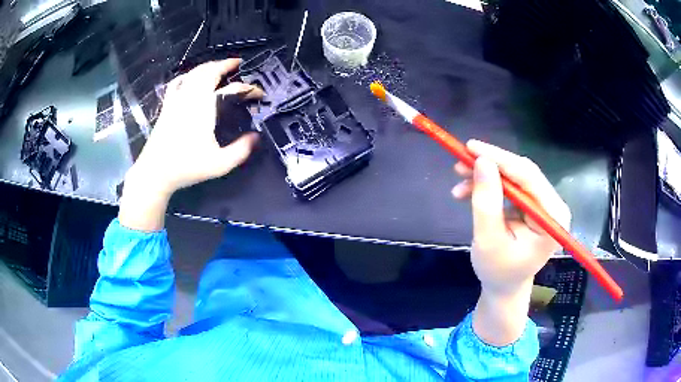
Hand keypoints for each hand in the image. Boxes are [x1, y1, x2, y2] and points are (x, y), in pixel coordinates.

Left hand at [120, 59, 263, 230]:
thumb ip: (241, 150)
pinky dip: (187, 75)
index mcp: (206, 107)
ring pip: (194, 72)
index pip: (233, 89)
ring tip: (217, 67)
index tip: (259, 94)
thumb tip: (256, 137)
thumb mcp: (219, 164)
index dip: (249, 89)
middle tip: (237, 64)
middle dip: (225, 64)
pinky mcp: (167, 105)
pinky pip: (177, 82)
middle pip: (210, 70)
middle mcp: (191, 96)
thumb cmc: (187, 167)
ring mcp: (177, 99)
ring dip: (208, 66)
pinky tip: (190, 77)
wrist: (156, 172)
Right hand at [452, 140, 570, 344]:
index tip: (470, 147)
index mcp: (552, 218)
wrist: (504, 287)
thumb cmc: (498, 271)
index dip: (499, 159)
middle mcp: (553, 206)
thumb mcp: (488, 239)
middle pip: (522, 174)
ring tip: (459, 182)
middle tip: (460, 162)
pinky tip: (468, 192)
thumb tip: (482, 161)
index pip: (528, 177)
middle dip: (490, 167)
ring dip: (486, 177)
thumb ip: (486, 201)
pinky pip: (511, 187)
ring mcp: (544, 205)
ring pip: (514, 178)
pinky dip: (489, 187)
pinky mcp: (533, 206)